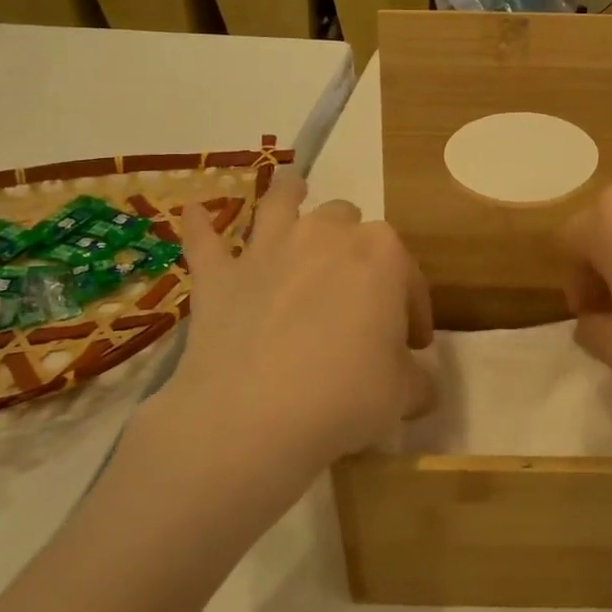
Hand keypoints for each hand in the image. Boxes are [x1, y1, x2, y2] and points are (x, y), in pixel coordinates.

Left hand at [148, 171, 433, 482]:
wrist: (253, 419)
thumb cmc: (345, 397)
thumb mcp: (403, 394)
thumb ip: (418, 379)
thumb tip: (419, 381)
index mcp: (382, 255)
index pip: (409, 276)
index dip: (415, 311)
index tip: (414, 345)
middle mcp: (326, 236)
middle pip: (349, 223)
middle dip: (357, 249)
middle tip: (357, 294)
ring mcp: (268, 249)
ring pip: (282, 204)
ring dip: (290, 196)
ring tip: (294, 192)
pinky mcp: (219, 275)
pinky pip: (205, 240)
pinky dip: (200, 225)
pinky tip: (192, 210)